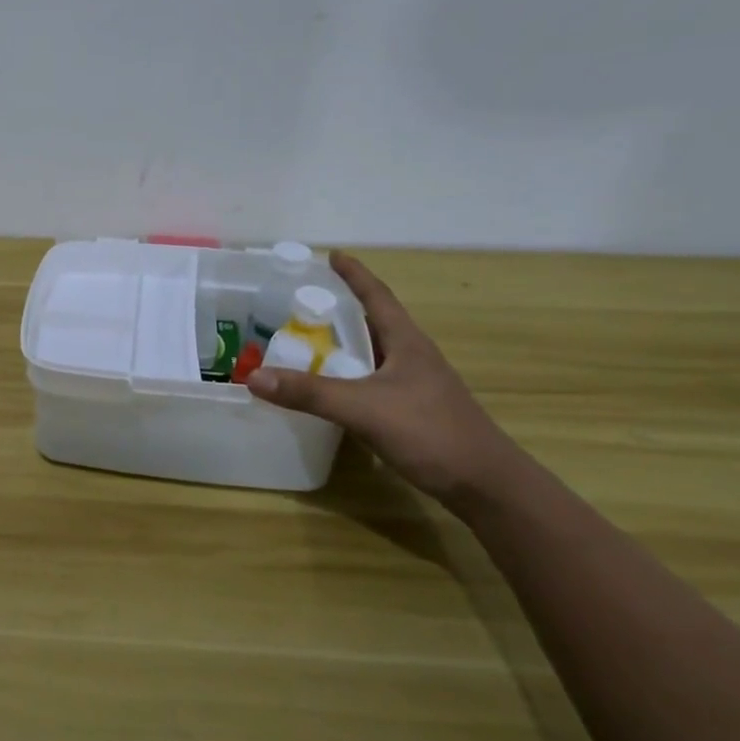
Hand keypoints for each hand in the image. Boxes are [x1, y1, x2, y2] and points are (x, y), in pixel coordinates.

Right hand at [246, 253, 526, 506]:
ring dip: (346, 345)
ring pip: (375, 354)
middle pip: (374, 322)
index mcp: (407, 342)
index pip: (376, 296)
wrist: (486, 485)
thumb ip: (309, 393)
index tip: (332, 255)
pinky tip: (334, 390)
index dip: (354, 274)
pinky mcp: (415, 411)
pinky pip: (375, 381)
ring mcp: (417, 385)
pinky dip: (351, 376)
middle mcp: (413, 357)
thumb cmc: (430, 433)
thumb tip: (253, 376)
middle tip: (305, 303)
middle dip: (342, 309)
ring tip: (311, 342)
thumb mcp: (363, 409)